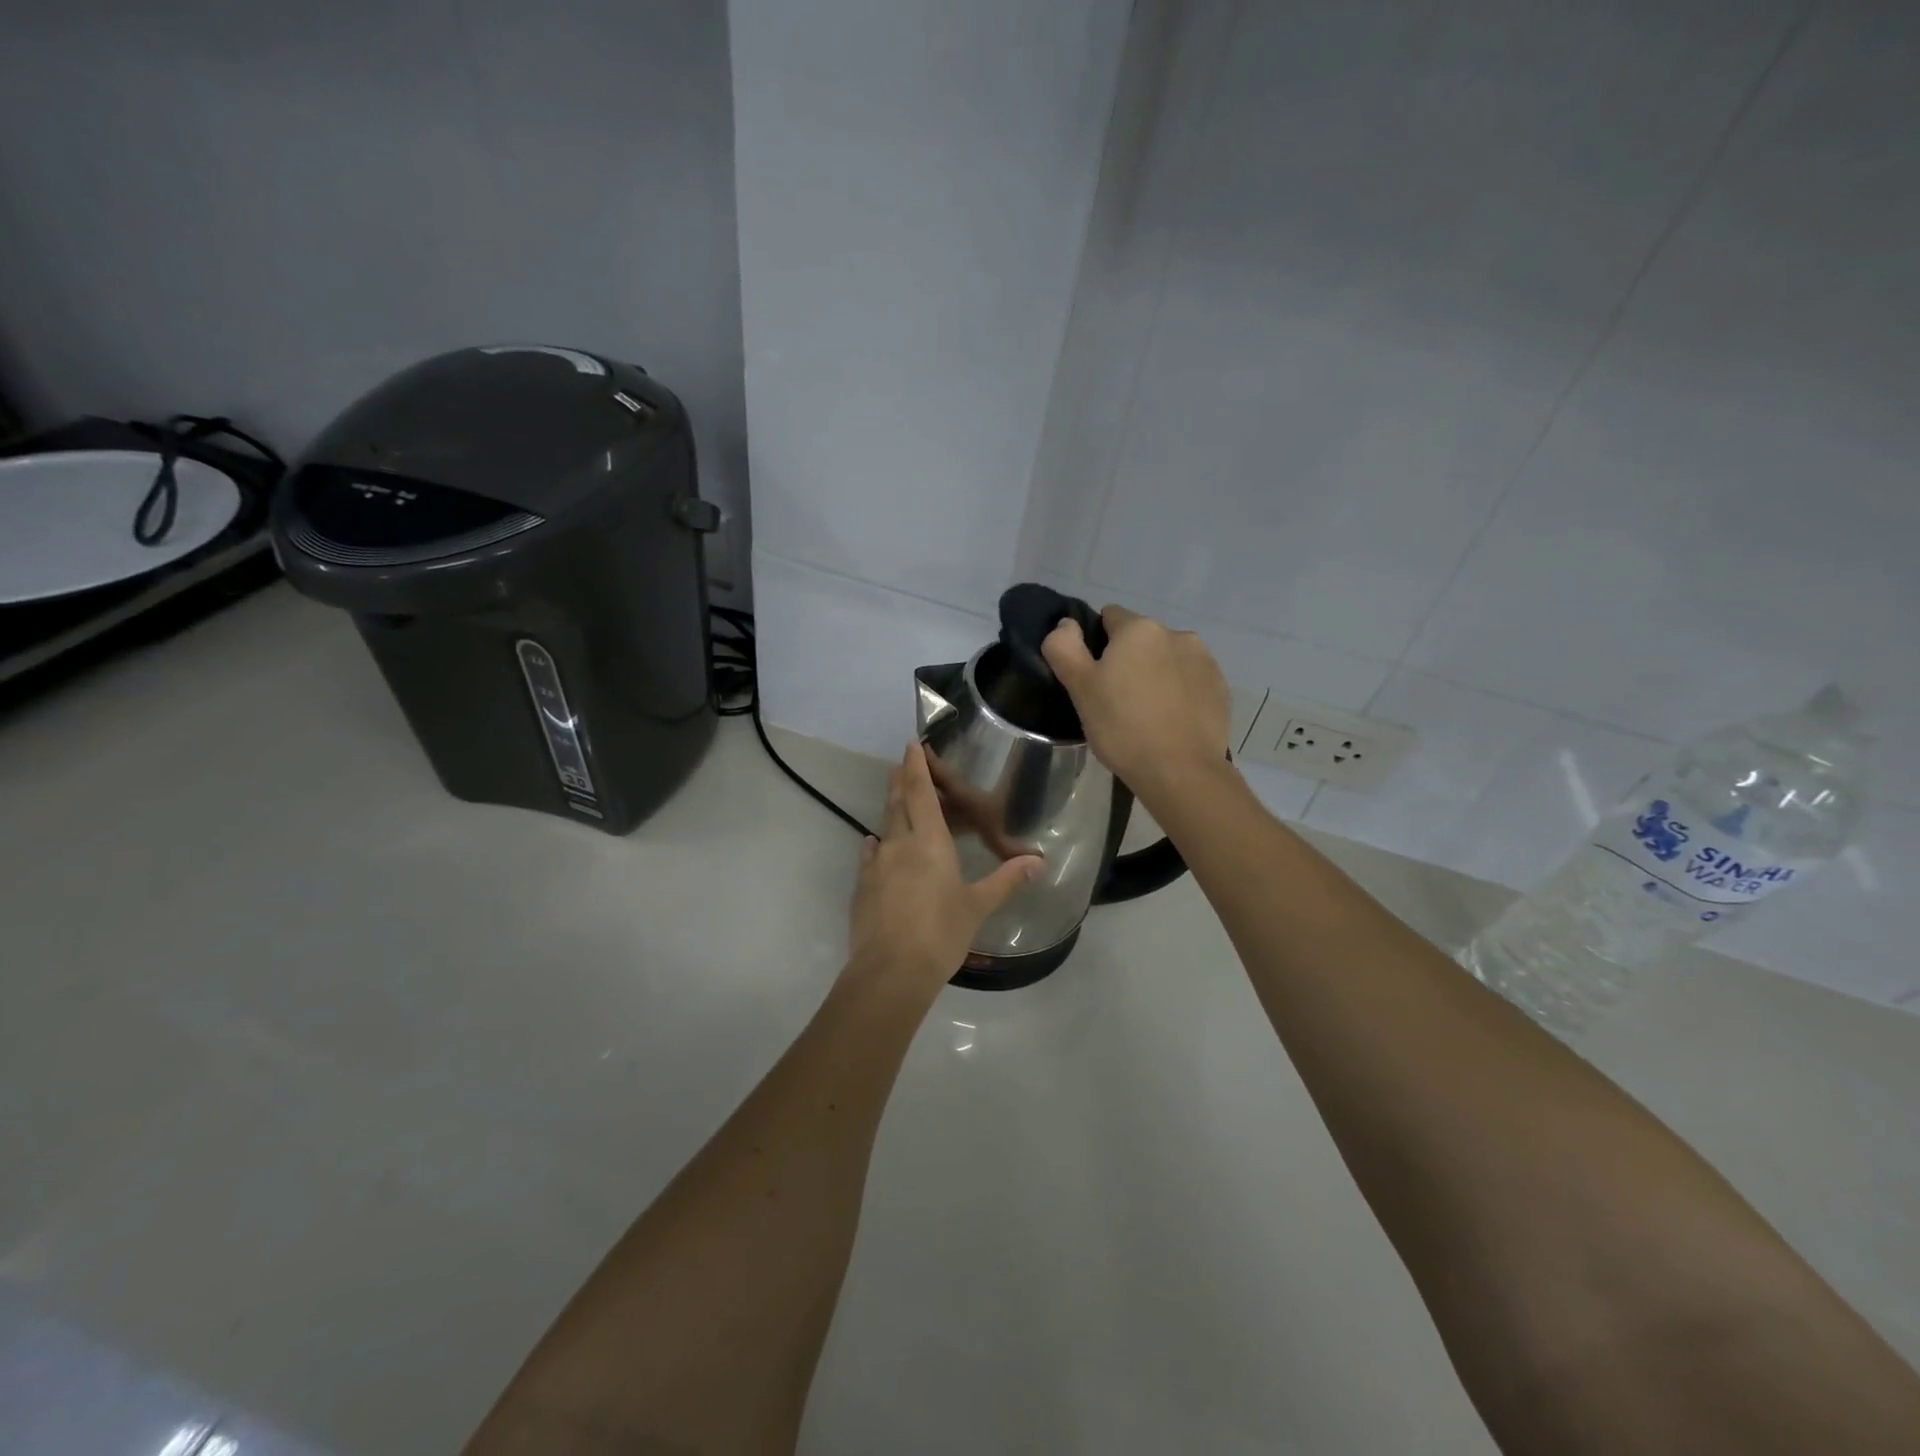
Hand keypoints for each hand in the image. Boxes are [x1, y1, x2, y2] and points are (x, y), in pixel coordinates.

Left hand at [846, 742, 1042, 992]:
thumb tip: (1038, 862)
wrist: (890, 971)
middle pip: (897, 803)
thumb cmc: (941, 933)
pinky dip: (877, 845)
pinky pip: (870, 855)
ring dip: (890, 810)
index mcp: (929, 842)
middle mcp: (899, 844)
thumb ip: (1006, 880)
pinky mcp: (862, 887)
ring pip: (883, 827)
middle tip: (902, 764)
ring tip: (896, 802)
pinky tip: (877, 846)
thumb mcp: (978, 906)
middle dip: (900, 781)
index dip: (916, 767)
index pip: (920, 793)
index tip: (911, 745)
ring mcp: (876, 865)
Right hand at [1041, 605, 1230, 804]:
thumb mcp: (1080, 688)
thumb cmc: (1122, 727)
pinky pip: (1190, 681)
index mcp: (1139, 628)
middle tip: (1115, 700)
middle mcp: (1176, 633)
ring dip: (1155, 674)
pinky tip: (1170, 722)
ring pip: (1167, 659)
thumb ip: (1064, 647)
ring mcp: (1204, 660)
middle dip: (1128, 660)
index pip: (1109, 617)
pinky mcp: (1220, 688)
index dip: (1096, 644)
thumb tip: (1067, 623)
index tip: (1093, 677)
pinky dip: (1179, 693)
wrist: (1181, 771)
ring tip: (1146, 713)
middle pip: (1141, 639)